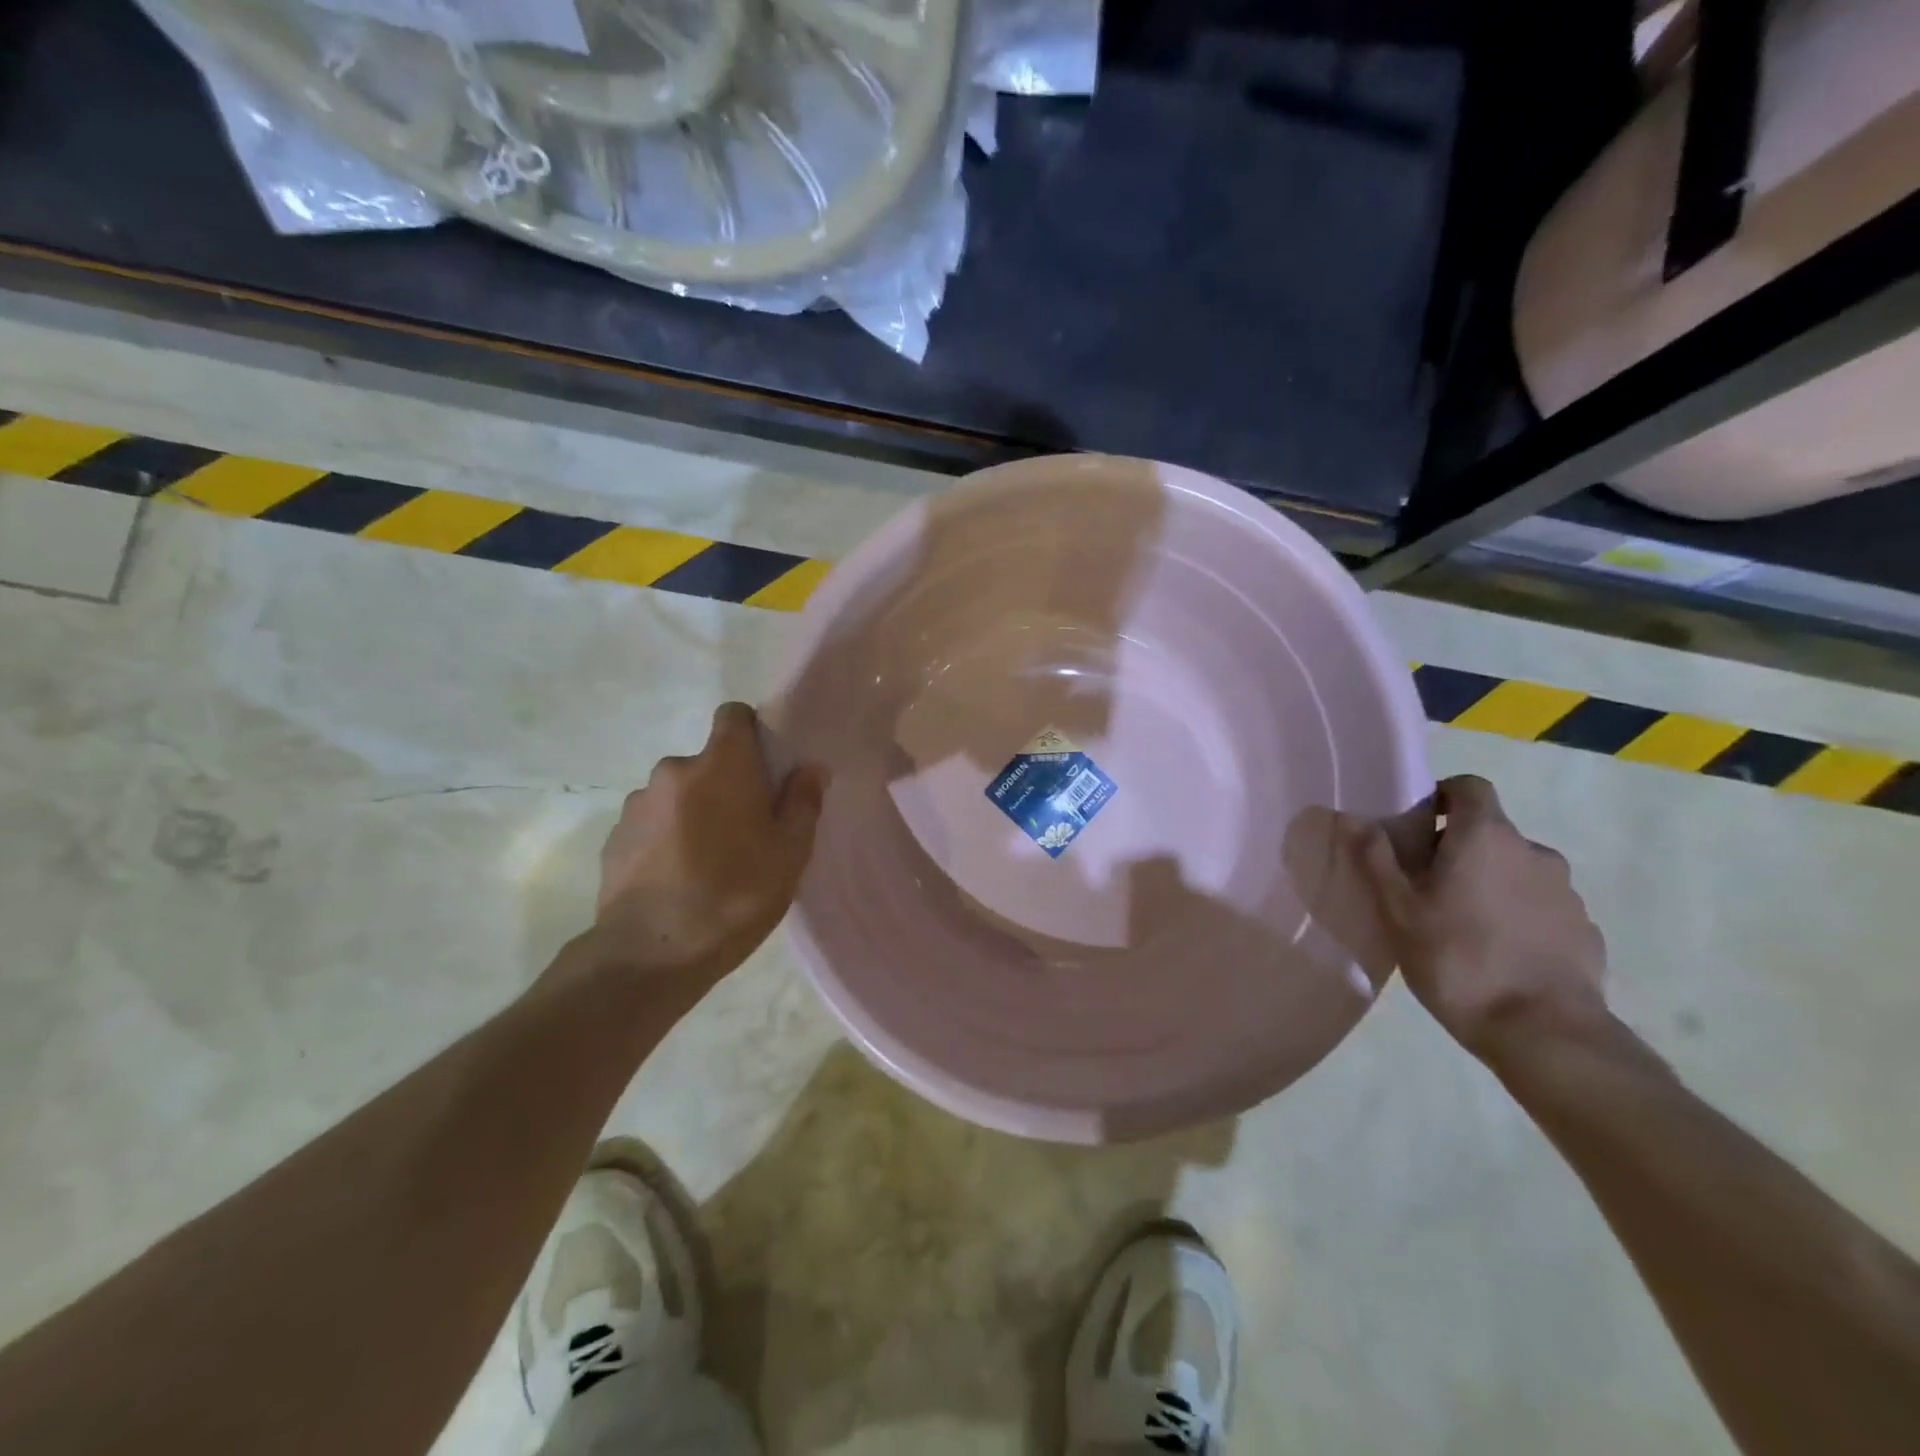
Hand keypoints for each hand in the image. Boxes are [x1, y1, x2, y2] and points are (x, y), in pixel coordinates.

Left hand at [590, 702, 824, 987]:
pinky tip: (677, 879)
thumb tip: (809, 768)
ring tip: (707, 861)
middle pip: (708, 762)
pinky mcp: (614, 837)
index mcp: (721, 765)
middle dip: (726, 785)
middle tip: (745, 831)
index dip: (752, 733)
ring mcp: (637, 804)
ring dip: (694, 812)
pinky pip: (652, 823)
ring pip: (678, 794)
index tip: (766, 768)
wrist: (650, 954)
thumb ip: (803, 802)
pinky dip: (666, 838)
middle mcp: (674, 770)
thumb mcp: (790, 853)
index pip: (733, 715)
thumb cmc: (734, 895)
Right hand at [1355, 775, 1607, 1059]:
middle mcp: (1533, 851)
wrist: (1546, 1034)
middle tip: (1426, 885)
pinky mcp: (1584, 929)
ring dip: (1490, 882)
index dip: (1442, 796)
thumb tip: (1351, 816)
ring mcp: (1566, 891)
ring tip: (1462, 924)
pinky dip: (1518, 914)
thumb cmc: (1458, 960)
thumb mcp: (1398, 910)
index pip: (1469, 787)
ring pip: (1517, 870)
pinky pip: (1541, 905)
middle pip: (1491, 831)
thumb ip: (1376, 858)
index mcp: (1486, 837)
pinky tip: (1498, 952)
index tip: (1417, 826)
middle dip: (1459, 848)